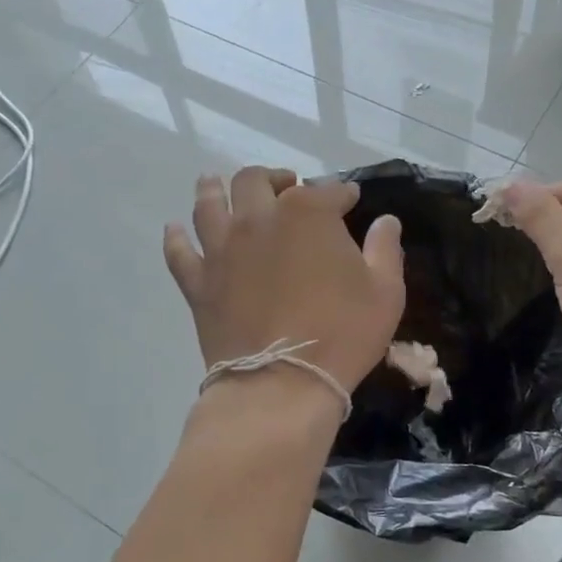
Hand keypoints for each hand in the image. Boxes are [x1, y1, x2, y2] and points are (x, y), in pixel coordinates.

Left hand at [164, 168, 405, 404]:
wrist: (281, 383)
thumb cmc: (342, 335)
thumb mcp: (385, 292)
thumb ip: (385, 249)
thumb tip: (386, 221)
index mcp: (306, 214)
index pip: (327, 191)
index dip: (342, 193)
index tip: (349, 199)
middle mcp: (258, 219)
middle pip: (256, 181)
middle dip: (273, 178)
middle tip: (283, 186)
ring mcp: (222, 249)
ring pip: (209, 203)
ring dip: (215, 189)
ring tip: (216, 184)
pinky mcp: (198, 282)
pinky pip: (179, 251)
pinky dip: (176, 237)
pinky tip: (176, 230)